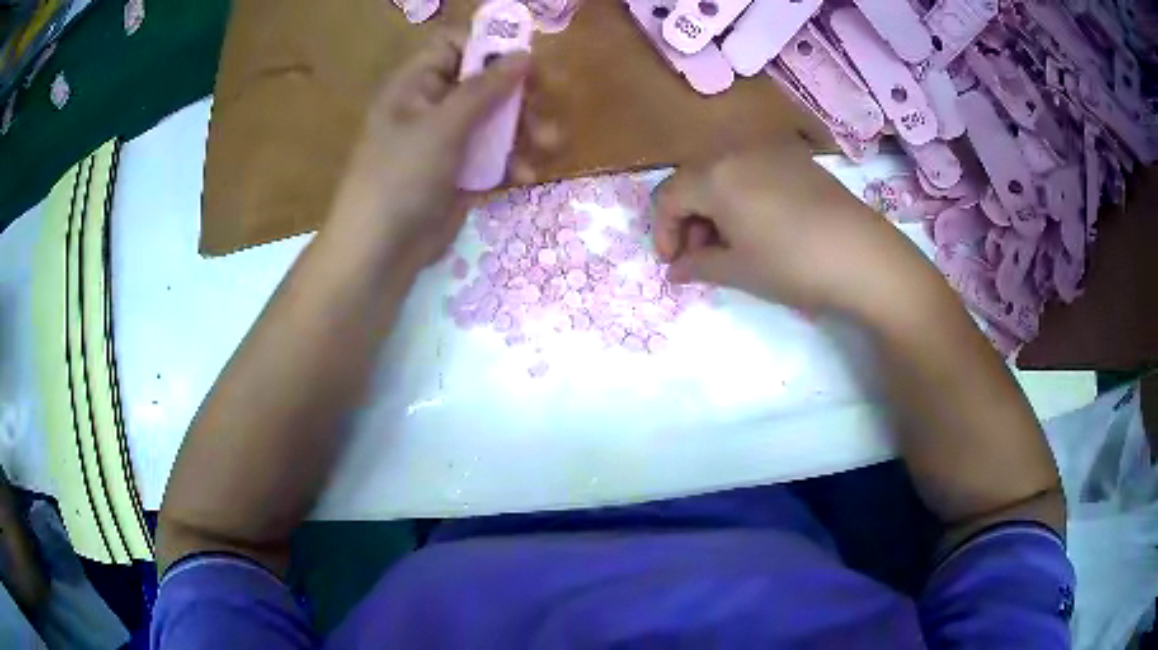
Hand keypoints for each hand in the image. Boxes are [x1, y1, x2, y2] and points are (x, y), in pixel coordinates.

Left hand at [331, 33, 560, 271]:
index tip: (525, 60)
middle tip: (545, 104)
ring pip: (496, 119)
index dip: (489, 47)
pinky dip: (512, 161)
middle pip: (485, 82)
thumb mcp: (442, 127)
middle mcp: (432, 106)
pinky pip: (494, 154)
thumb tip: (523, 55)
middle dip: (519, 94)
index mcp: (416, 85)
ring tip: (549, 145)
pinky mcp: (461, 172)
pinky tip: (524, 176)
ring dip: (525, 130)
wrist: (381, 252)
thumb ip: (484, 89)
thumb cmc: (401, 178)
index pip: (454, 46)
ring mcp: (448, 140)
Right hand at [652, 141, 930, 313]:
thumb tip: (675, 270)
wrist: (862, 255)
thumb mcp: (738, 270)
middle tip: (701, 256)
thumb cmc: (791, 264)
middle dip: (688, 219)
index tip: (673, 264)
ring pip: (722, 173)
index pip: (668, 197)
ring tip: (730, 243)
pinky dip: (741, 194)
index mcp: (713, 174)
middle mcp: (735, 150)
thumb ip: (698, 266)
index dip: (663, 232)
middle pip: (693, 180)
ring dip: (714, 206)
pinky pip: (752, 170)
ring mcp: (769, 149)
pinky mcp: (796, 157)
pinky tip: (758, 224)